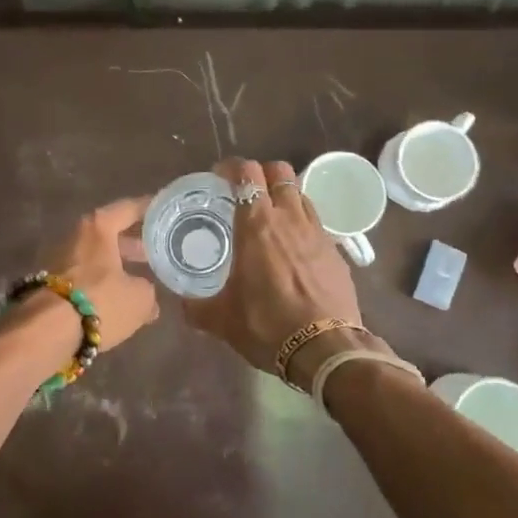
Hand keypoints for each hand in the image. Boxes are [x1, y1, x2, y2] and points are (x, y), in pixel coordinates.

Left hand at [6, 196, 161, 354]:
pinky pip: (83, 277)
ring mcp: (58, 259)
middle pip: (109, 233)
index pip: (129, 209)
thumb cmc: (99, 302)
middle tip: (154, 251)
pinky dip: (100, 284)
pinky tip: (116, 300)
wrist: (45, 332)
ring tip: (139, 280)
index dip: (150, 209)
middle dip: (132, 242)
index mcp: (98, 227)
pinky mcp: (48, 284)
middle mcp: (76, 236)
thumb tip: (145, 295)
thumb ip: (147, 290)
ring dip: (116, 265)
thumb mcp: (139, 298)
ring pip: (95, 256)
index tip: (165, 210)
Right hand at [183, 158, 370, 378]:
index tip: (220, 178)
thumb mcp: (221, 320)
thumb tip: (181, 303)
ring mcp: (317, 232)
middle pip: (279, 171)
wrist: (326, 349)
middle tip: (245, 192)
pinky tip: (293, 247)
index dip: (232, 168)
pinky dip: (301, 223)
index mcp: (256, 225)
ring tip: (270, 216)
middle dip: (261, 173)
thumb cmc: (267, 325)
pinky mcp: (336, 251)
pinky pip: (316, 222)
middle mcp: (289, 218)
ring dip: (284, 195)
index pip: (247, 173)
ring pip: (300, 193)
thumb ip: (196, 307)